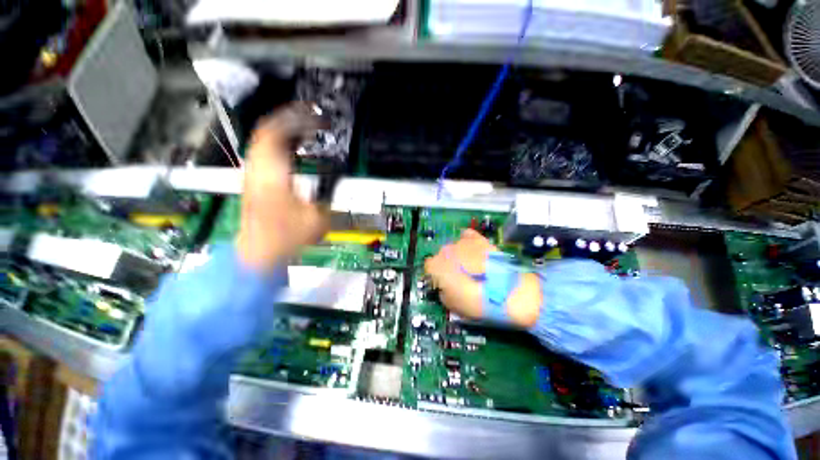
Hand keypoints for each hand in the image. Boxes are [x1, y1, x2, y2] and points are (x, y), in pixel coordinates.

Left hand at [236, 103, 329, 269]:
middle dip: (290, 119)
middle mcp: (258, 169)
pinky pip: (264, 153)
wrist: (259, 253)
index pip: (276, 132)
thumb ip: (329, 193)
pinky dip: (279, 145)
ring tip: (306, 130)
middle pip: (266, 130)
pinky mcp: (254, 182)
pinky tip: (294, 149)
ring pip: (263, 140)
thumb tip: (337, 176)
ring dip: (284, 131)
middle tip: (312, 119)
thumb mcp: (318, 218)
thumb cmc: (286, 238)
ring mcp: (253, 175)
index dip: (294, 118)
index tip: (314, 114)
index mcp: (273, 174)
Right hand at [423, 229, 541, 327]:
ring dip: (457, 255)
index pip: (428, 267)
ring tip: (470, 266)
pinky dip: (467, 241)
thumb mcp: (451, 306)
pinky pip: (467, 236)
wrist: (508, 293)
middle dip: (446, 264)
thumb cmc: (476, 303)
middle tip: (458, 277)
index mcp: (436, 266)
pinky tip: (472, 249)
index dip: (434, 276)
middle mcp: (445, 250)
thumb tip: (444, 286)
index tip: (442, 283)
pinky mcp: (478, 239)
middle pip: (441, 255)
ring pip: (453, 247)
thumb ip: (442, 292)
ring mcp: (462, 242)